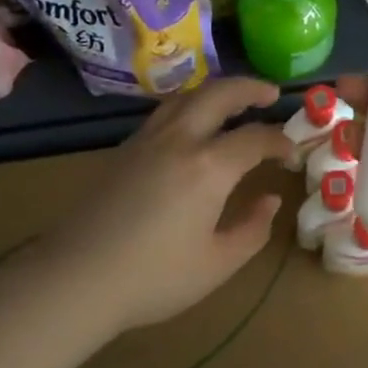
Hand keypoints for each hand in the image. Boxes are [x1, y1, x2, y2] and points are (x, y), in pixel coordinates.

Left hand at [0, 77, 288, 333]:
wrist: (74, 279)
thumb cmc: (154, 278)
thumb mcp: (218, 263)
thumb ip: (253, 228)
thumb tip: (271, 200)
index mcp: (209, 167)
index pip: (255, 138)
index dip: (280, 141)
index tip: (293, 152)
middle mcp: (179, 141)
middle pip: (219, 94)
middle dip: (250, 88)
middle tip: (271, 93)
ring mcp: (146, 141)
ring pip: (186, 98)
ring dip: (216, 92)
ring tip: (233, 102)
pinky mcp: (122, 151)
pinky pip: (164, 114)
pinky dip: (189, 107)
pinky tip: (192, 128)